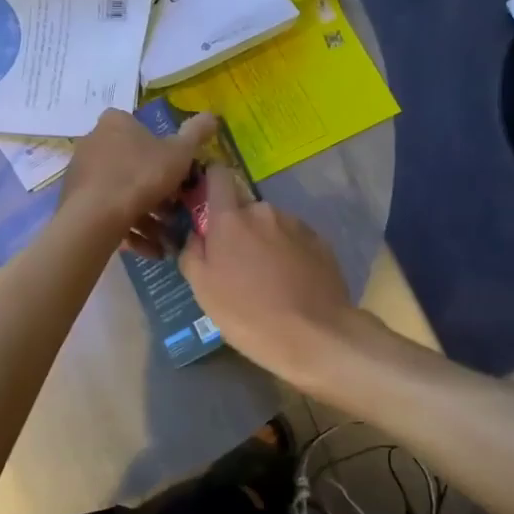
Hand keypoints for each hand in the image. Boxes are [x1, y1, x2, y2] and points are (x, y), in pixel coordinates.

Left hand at [60, 108, 215, 255]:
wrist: (95, 217)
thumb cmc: (141, 176)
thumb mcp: (179, 154)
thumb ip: (196, 134)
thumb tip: (213, 115)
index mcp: (116, 123)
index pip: (143, 131)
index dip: (165, 153)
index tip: (179, 176)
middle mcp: (94, 142)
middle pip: (134, 165)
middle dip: (158, 192)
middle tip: (176, 212)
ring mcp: (82, 173)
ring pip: (123, 193)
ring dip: (147, 217)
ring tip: (166, 239)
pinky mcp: (75, 201)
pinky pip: (108, 212)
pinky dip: (130, 229)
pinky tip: (150, 250)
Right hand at [178, 165, 360, 383]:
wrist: (313, 335)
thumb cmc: (247, 313)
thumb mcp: (202, 289)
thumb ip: (192, 253)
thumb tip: (195, 236)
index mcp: (231, 219)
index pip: (218, 177)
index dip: (211, 183)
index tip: (207, 202)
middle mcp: (264, 212)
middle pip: (245, 209)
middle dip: (239, 229)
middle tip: (237, 265)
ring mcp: (297, 225)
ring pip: (271, 225)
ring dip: (265, 242)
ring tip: (268, 279)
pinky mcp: (321, 243)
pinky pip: (295, 240)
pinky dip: (289, 254)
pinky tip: (290, 284)